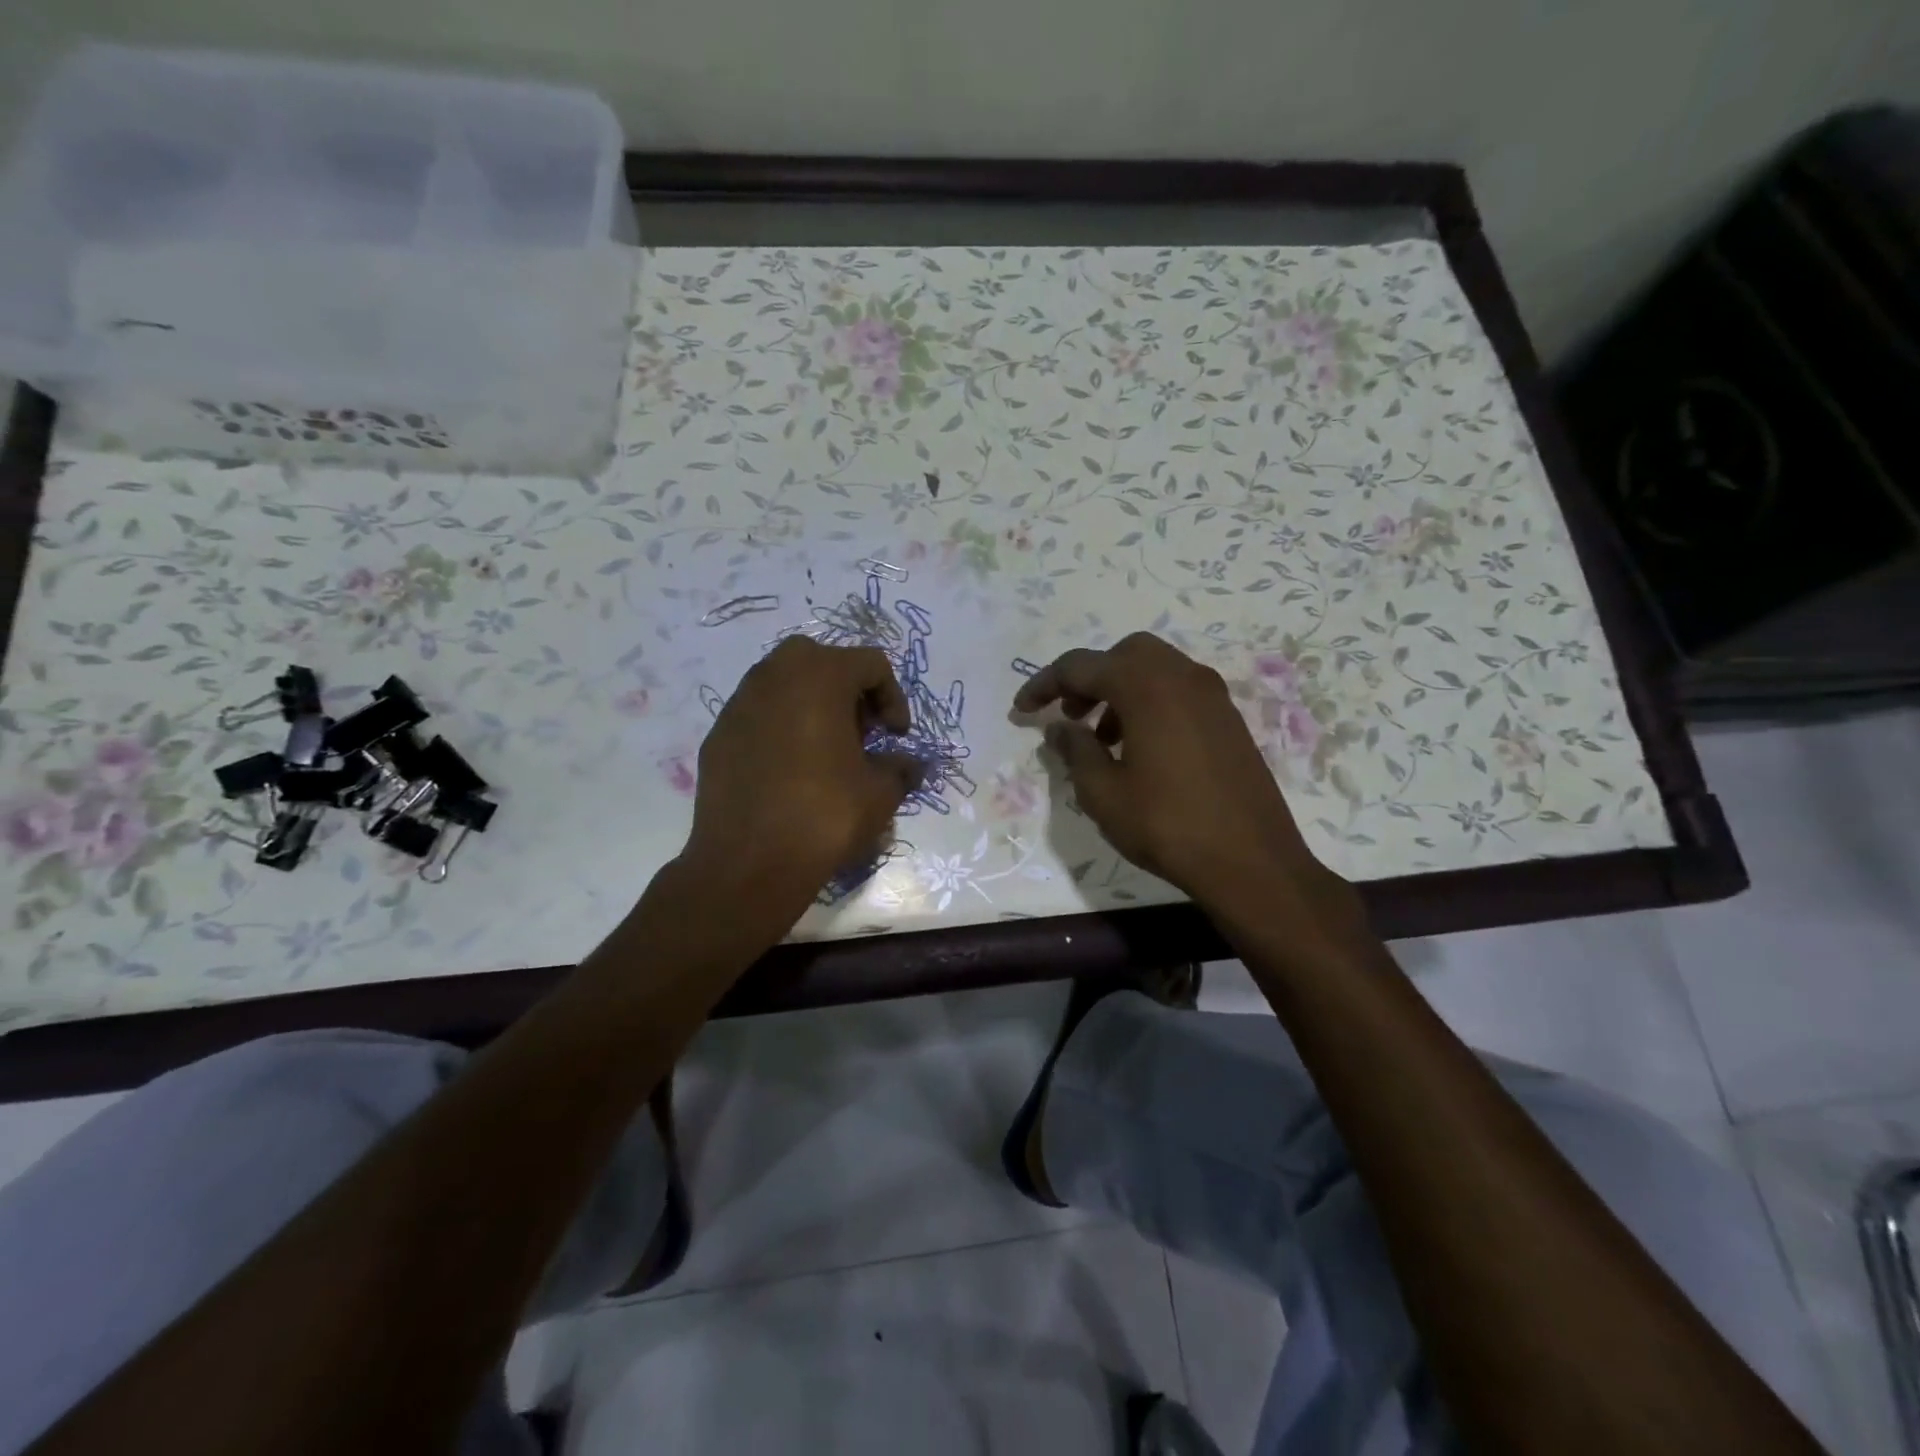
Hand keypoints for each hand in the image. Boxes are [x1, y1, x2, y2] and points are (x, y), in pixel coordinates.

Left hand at [682, 638, 919, 924]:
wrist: (748, 864)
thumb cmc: (824, 816)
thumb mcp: (880, 793)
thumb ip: (900, 768)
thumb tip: (910, 765)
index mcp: (820, 676)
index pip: (870, 663)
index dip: (893, 696)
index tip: (896, 736)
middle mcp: (774, 675)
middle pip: (822, 660)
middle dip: (849, 690)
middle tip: (862, 733)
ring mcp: (739, 703)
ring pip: (784, 683)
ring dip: (812, 705)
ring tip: (827, 751)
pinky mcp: (717, 734)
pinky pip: (758, 714)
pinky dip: (780, 727)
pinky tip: (790, 770)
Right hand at [1014, 633, 1353, 918]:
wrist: (1251, 860)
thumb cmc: (1167, 825)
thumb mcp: (1103, 793)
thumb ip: (1075, 751)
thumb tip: (1060, 729)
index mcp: (1146, 686)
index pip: (1081, 666)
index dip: (1044, 685)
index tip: (1022, 710)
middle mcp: (1182, 677)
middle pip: (1123, 655)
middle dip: (1089, 679)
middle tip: (1070, 715)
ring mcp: (1212, 696)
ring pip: (1154, 671)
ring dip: (1120, 692)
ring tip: (1101, 739)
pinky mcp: (1228, 719)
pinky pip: (1178, 691)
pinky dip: (1149, 704)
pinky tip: (1140, 749)